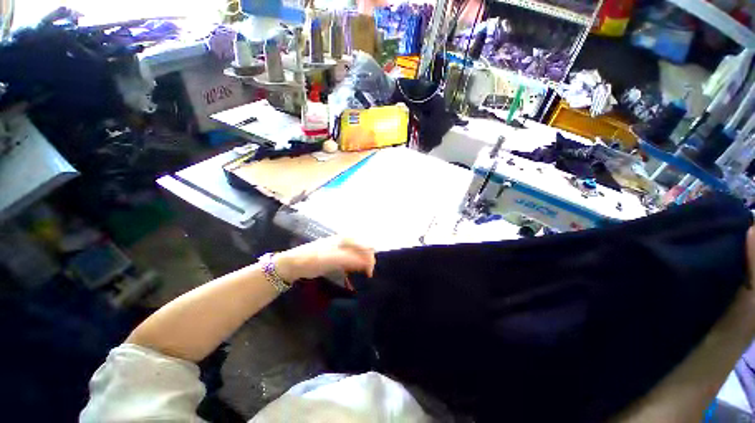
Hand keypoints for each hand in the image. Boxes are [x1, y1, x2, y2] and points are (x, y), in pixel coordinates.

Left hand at [273, 236, 375, 281]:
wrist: (294, 264)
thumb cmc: (313, 259)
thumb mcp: (332, 259)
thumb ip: (351, 259)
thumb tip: (368, 263)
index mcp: (347, 238)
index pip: (366, 246)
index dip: (370, 260)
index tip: (369, 274)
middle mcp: (347, 241)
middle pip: (365, 250)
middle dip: (368, 262)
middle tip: (366, 276)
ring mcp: (343, 249)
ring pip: (360, 255)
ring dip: (363, 265)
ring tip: (362, 276)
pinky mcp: (339, 257)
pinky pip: (353, 261)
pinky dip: (356, 267)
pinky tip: (353, 274)